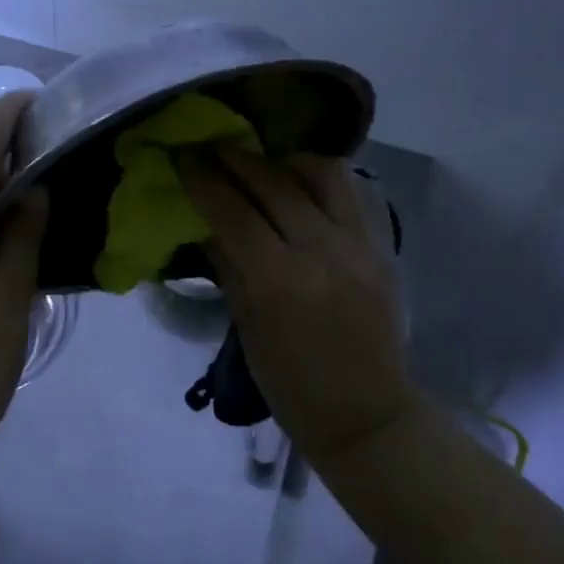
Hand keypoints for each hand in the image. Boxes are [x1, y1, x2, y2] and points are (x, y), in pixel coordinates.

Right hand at [177, 148, 414, 465]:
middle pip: (272, 182)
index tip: (182, 156)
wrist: (367, 415)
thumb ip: (228, 268)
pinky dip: (319, 177)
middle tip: (210, 147)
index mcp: (279, 281)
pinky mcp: (381, 245)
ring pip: (320, 172)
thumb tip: (205, 223)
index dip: (203, 179)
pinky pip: (350, 192)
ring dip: (283, 159)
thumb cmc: (292, 386)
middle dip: (234, 159)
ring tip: (262, 162)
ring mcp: (357, 244)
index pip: (232, 211)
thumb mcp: (247, 329)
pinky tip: (300, 182)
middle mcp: (321, 250)